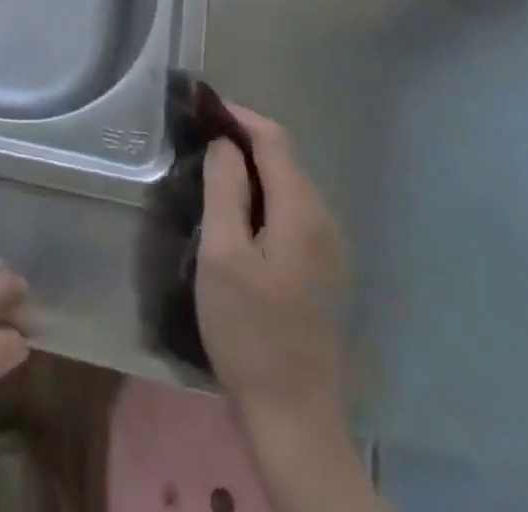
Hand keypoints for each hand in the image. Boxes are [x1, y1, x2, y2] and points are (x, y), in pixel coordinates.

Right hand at [196, 105, 349, 427]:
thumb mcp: (222, 254)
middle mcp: (324, 221)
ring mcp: (329, 249)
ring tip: (211, 174)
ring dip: (252, 170)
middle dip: (242, 141)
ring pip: (289, 186)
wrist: (294, 417)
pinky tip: (238, 217)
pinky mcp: (324, 272)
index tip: (200, 109)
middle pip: (284, 159)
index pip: (273, 138)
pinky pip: (293, 213)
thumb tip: (225, 143)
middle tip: (197, 142)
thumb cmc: (249, 330)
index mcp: (301, 212)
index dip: (238, 116)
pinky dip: (264, 198)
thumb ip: (224, 188)